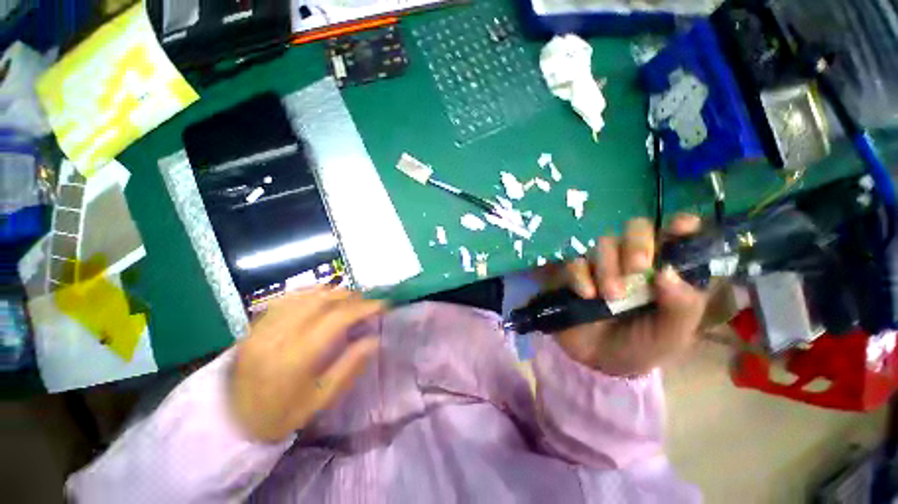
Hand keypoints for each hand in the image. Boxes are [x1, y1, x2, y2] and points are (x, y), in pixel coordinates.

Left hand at [229, 287, 383, 442]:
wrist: (228, 423)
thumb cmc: (279, 416)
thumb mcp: (320, 399)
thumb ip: (349, 366)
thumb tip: (374, 339)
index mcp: (296, 357)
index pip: (337, 318)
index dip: (363, 307)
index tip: (382, 305)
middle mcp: (278, 336)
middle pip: (321, 300)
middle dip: (350, 296)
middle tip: (366, 301)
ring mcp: (263, 327)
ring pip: (304, 295)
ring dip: (332, 292)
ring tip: (348, 297)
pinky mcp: (254, 326)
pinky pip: (286, 299)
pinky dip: (309, 293)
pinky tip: (320, 296)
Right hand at [549, 215, 707, 376]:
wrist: (598, 361)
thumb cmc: (642, 346)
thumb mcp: (672, 335)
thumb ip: (682, 307)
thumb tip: (668, 271)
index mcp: (664, 271)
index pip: (676, 237)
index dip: (681, 226)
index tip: (681, 226)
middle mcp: (632, 261)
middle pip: (636, 228)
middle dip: (638, 244)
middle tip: (638, 268)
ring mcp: (601, 265)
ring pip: (604, 243)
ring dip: (609, 267)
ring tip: (611, 296)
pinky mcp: (574, 274)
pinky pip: (575, 262)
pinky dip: (580, 276)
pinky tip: (586, 295)